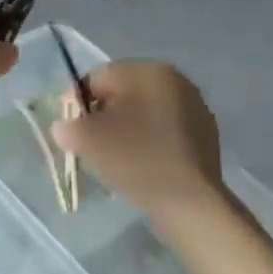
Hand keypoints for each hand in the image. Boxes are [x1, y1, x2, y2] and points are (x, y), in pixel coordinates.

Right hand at [51, 61, 226, 216]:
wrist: (189, 202)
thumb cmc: (134, 158)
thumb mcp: (86, 139)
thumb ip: (67, 125)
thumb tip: (66, 126)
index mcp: (146, 70)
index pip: (96, 78)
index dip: (76, 102)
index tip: (71, 129)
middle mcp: (175, 79)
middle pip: (123, 92)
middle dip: (103, 114)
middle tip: (91, 142)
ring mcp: (195, 106)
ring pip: (145, 110)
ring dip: (127, 126)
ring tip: (117, 155)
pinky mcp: (206, 133)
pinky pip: (165, 128)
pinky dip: (150, 140)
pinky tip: (143, 163)